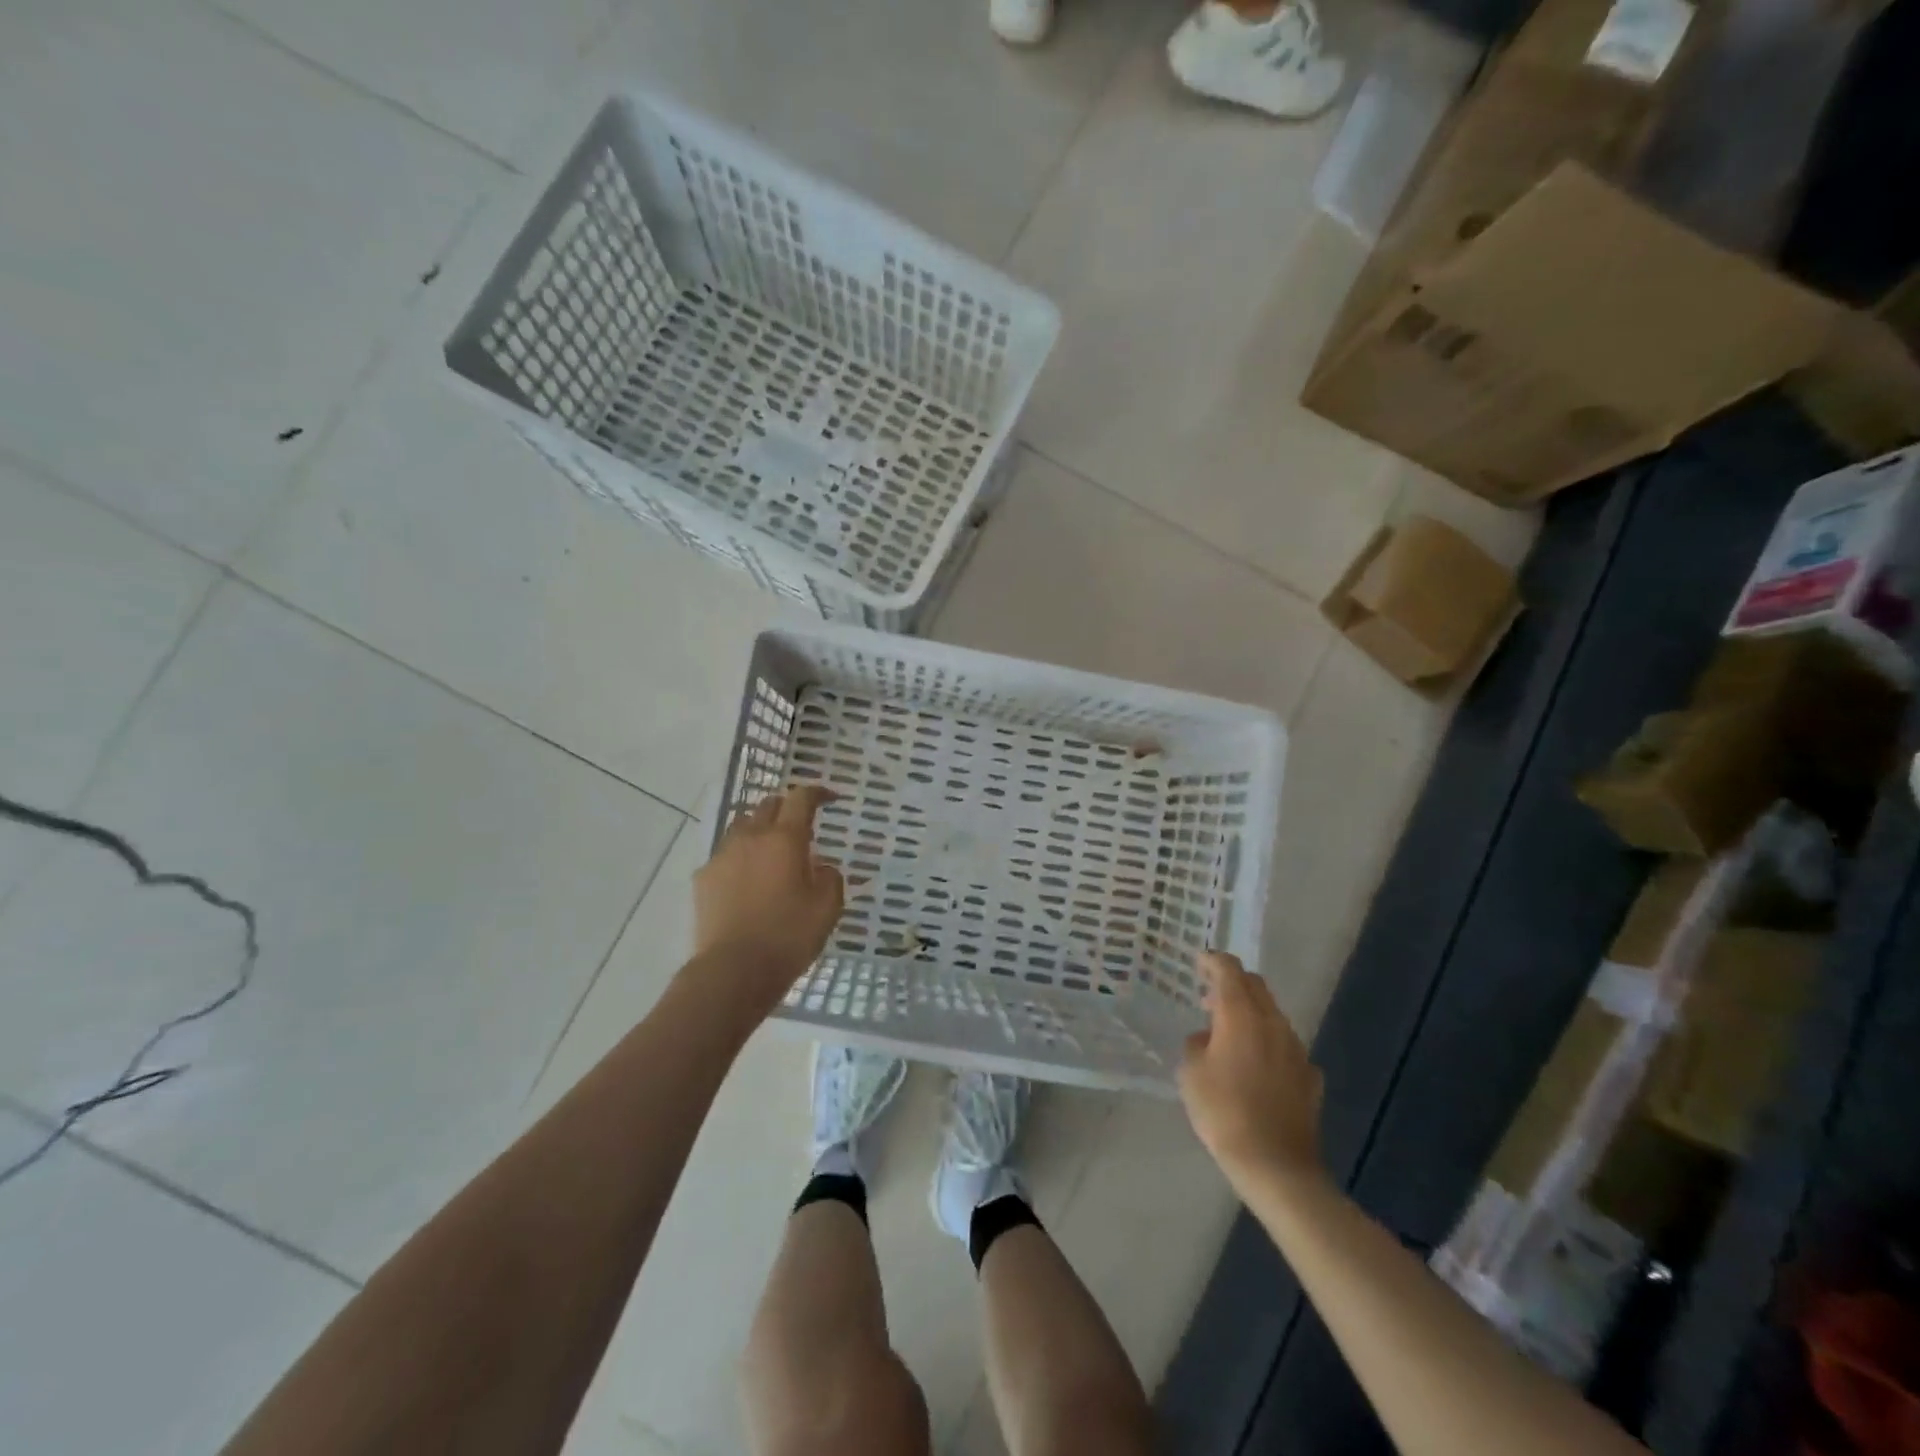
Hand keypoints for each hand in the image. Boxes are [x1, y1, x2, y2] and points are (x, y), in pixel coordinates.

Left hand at [691, 787, 844, 1018]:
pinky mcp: (703, 878)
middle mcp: (751, 837)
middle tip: (801, 826)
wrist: (733, 971)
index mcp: (785, 838)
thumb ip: (830, 878)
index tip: (830, 799)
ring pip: (743, 826)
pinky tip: (748, 880)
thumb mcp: (827, 908)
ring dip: (761, 830)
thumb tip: (821, 867)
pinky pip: (726, 854)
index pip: (801, 798)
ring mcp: (722, 856)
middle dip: (787, 808)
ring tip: (772, 852)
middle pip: (768, 805)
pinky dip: (741, 857)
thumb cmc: (788, 937)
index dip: (817, 793)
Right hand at [1179, 951, 1325, 1196]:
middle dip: (1233, 982)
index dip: (1213, 960)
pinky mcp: (1309, 1076)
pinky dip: (1268, 1044)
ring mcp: (1296, 1049)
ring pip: (1272, 1015)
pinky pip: (1285, 1046)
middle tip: (1209, 995)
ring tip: (1229, 1033)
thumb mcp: (1191, 1074)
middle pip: (1255, 986)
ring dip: (1251, 1013)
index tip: (1199, 960)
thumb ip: (1196, 1043)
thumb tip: (1207, 1037)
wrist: (1276, 1165)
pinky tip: (1256, 1067)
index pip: (1229, 970)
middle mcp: (1273, 1023)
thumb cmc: (1224, 1113)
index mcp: (1240, 1015)